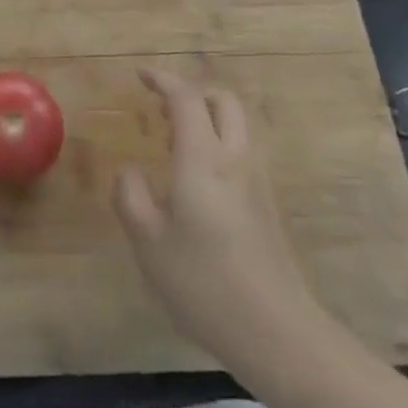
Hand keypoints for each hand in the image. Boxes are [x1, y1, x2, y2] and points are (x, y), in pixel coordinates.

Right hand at [113, 67, 331, 368]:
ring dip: (206, 118)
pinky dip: (217, 143)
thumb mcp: (148, 241)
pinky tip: (196, 179)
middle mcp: (235, 159)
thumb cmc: (204, 282)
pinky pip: (241, 152)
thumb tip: (130, 170)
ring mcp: (257, 181)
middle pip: (222, 101)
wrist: (277, 332)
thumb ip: (131, 195)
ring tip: (173, 142)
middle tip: (161, 108)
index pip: (186, 98)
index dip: (163, 79)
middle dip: (191, 92)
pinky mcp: (268, 205)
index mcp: (203, 159)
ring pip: (237, 126)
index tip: (141, 75)